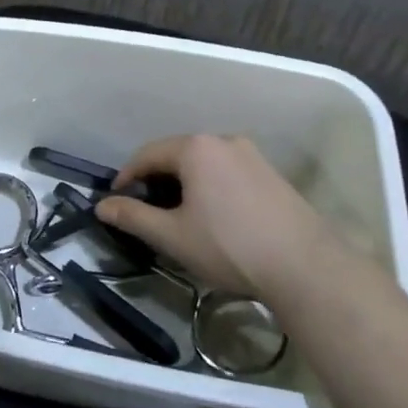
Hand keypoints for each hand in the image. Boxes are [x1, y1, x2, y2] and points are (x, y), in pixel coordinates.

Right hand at [98, 134, 327, 300]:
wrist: (306, 267)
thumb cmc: (230, 246)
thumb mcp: (173, 236)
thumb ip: (133, 217)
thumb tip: (101, 206)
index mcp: (195, 148)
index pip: (147, 154)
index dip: (127, 177)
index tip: (116, 200)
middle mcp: (223, 140)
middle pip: (177, 155)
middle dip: (156, 179)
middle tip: (146, 209)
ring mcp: (252, 155)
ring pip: (204, 163)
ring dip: (185, 183)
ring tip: (178, 214)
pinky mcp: (272, 174)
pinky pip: (228, 172)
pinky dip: (211, 187)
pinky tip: (214, 216)